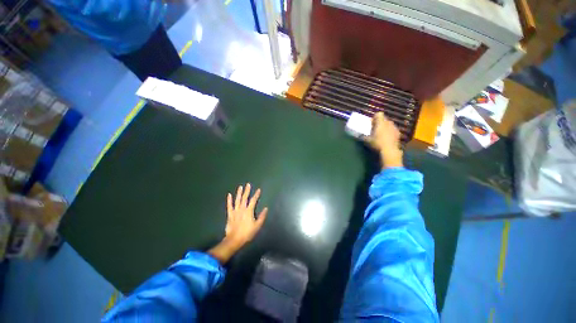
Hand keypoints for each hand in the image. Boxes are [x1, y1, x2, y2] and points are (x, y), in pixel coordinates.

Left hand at [208, 183, 267, 263]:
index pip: (253, 200)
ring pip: (237, 200)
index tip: (258, 190)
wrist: (234, 239)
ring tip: (240, 187)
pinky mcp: (230, 214)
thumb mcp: (257, 225)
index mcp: (249, 211)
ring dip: (239, 193)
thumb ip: (262, 216)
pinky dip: (229, 200)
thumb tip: (266, 208)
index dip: (256, 195)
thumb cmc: (247, 233)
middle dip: (247, 191)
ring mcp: (235, 211)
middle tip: (248, 184)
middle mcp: (242, 209)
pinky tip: (229, 195)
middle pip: (245, 198)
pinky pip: (229, 205)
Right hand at [368, 112, 403, 168]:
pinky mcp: (398, 133)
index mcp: (381, 122)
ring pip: (389, 124)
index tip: (371, 122)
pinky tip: (387, 138)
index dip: (375, 117)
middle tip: (375, 129)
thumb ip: (363, 136)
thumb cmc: (377, 143)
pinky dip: (390, 132)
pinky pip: (393, 130)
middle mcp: (388, 123)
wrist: (389, 150)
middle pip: (384, 119)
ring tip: (381, 134)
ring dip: (385, 127)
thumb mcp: (367, 140)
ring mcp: (394, 127)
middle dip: (380, 122)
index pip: (379, 114)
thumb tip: (359, 135)